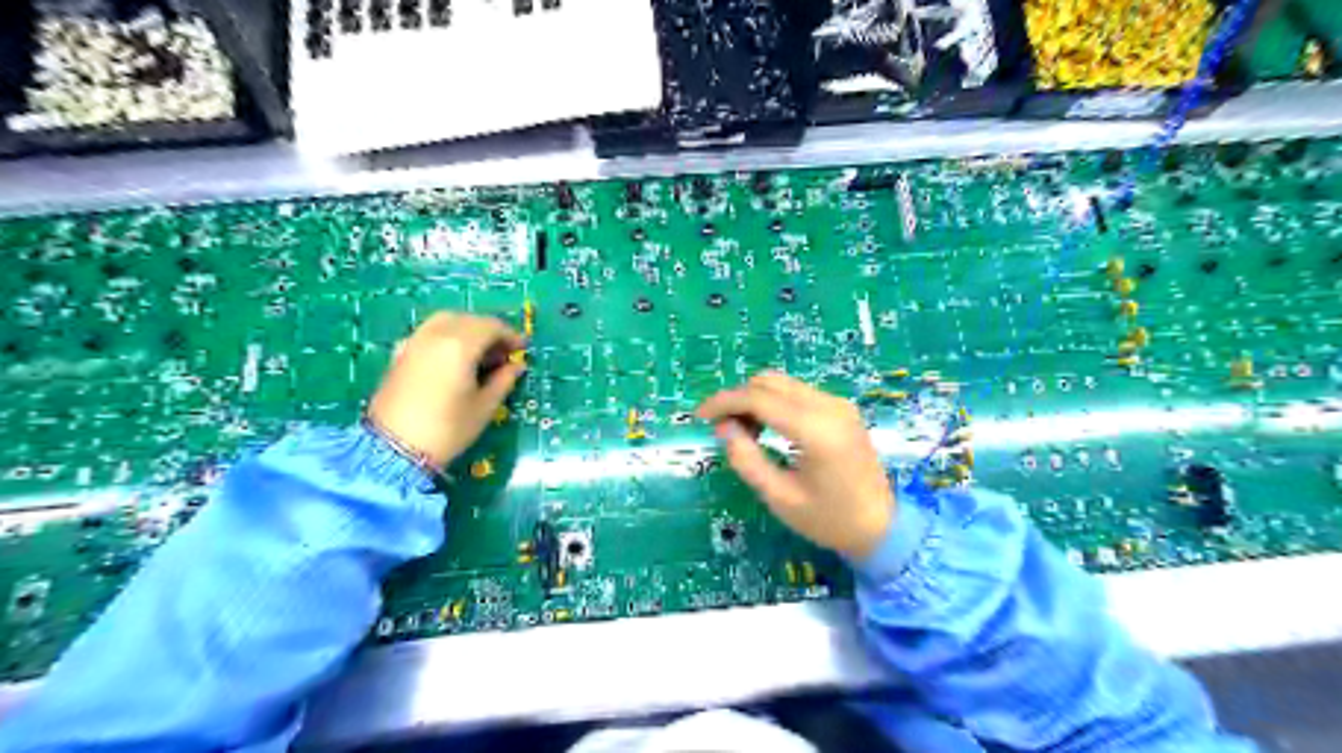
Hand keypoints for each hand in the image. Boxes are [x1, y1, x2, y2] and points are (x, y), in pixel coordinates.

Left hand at [373, 312, 533, 470]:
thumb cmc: (447, 429)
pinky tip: (452, 357)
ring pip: (446, 321)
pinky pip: (428, 332)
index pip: (491, 327)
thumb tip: (517, 365)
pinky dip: (446, 335)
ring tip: (479, 353)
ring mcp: (414, 342)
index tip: (522, 349)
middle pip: (468, 319)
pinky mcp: (400, 353)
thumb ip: (504, 380)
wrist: (394, 449)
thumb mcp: (484, 407)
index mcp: (460, 345)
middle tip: (503, 352)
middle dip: (489, 331)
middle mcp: (435, 335)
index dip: (510, 335)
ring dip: (467, 329)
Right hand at [698, 373, 894, 558]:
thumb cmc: (828, 520)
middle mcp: (829, 406)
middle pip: (769, 383)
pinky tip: (766, 428)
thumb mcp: (780, 498)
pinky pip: (797, 393)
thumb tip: (723, 428)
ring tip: (742, 432)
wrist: (881, 527)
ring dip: (755, 399)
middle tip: (721, 428)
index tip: (699, 416)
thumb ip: (747, 460)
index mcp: (815, 430)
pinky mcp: (841, 409)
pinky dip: (773, 402)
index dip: (724, 402)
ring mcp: (838, 404)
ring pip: (782, 384)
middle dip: (738, 398)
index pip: (759, 398)